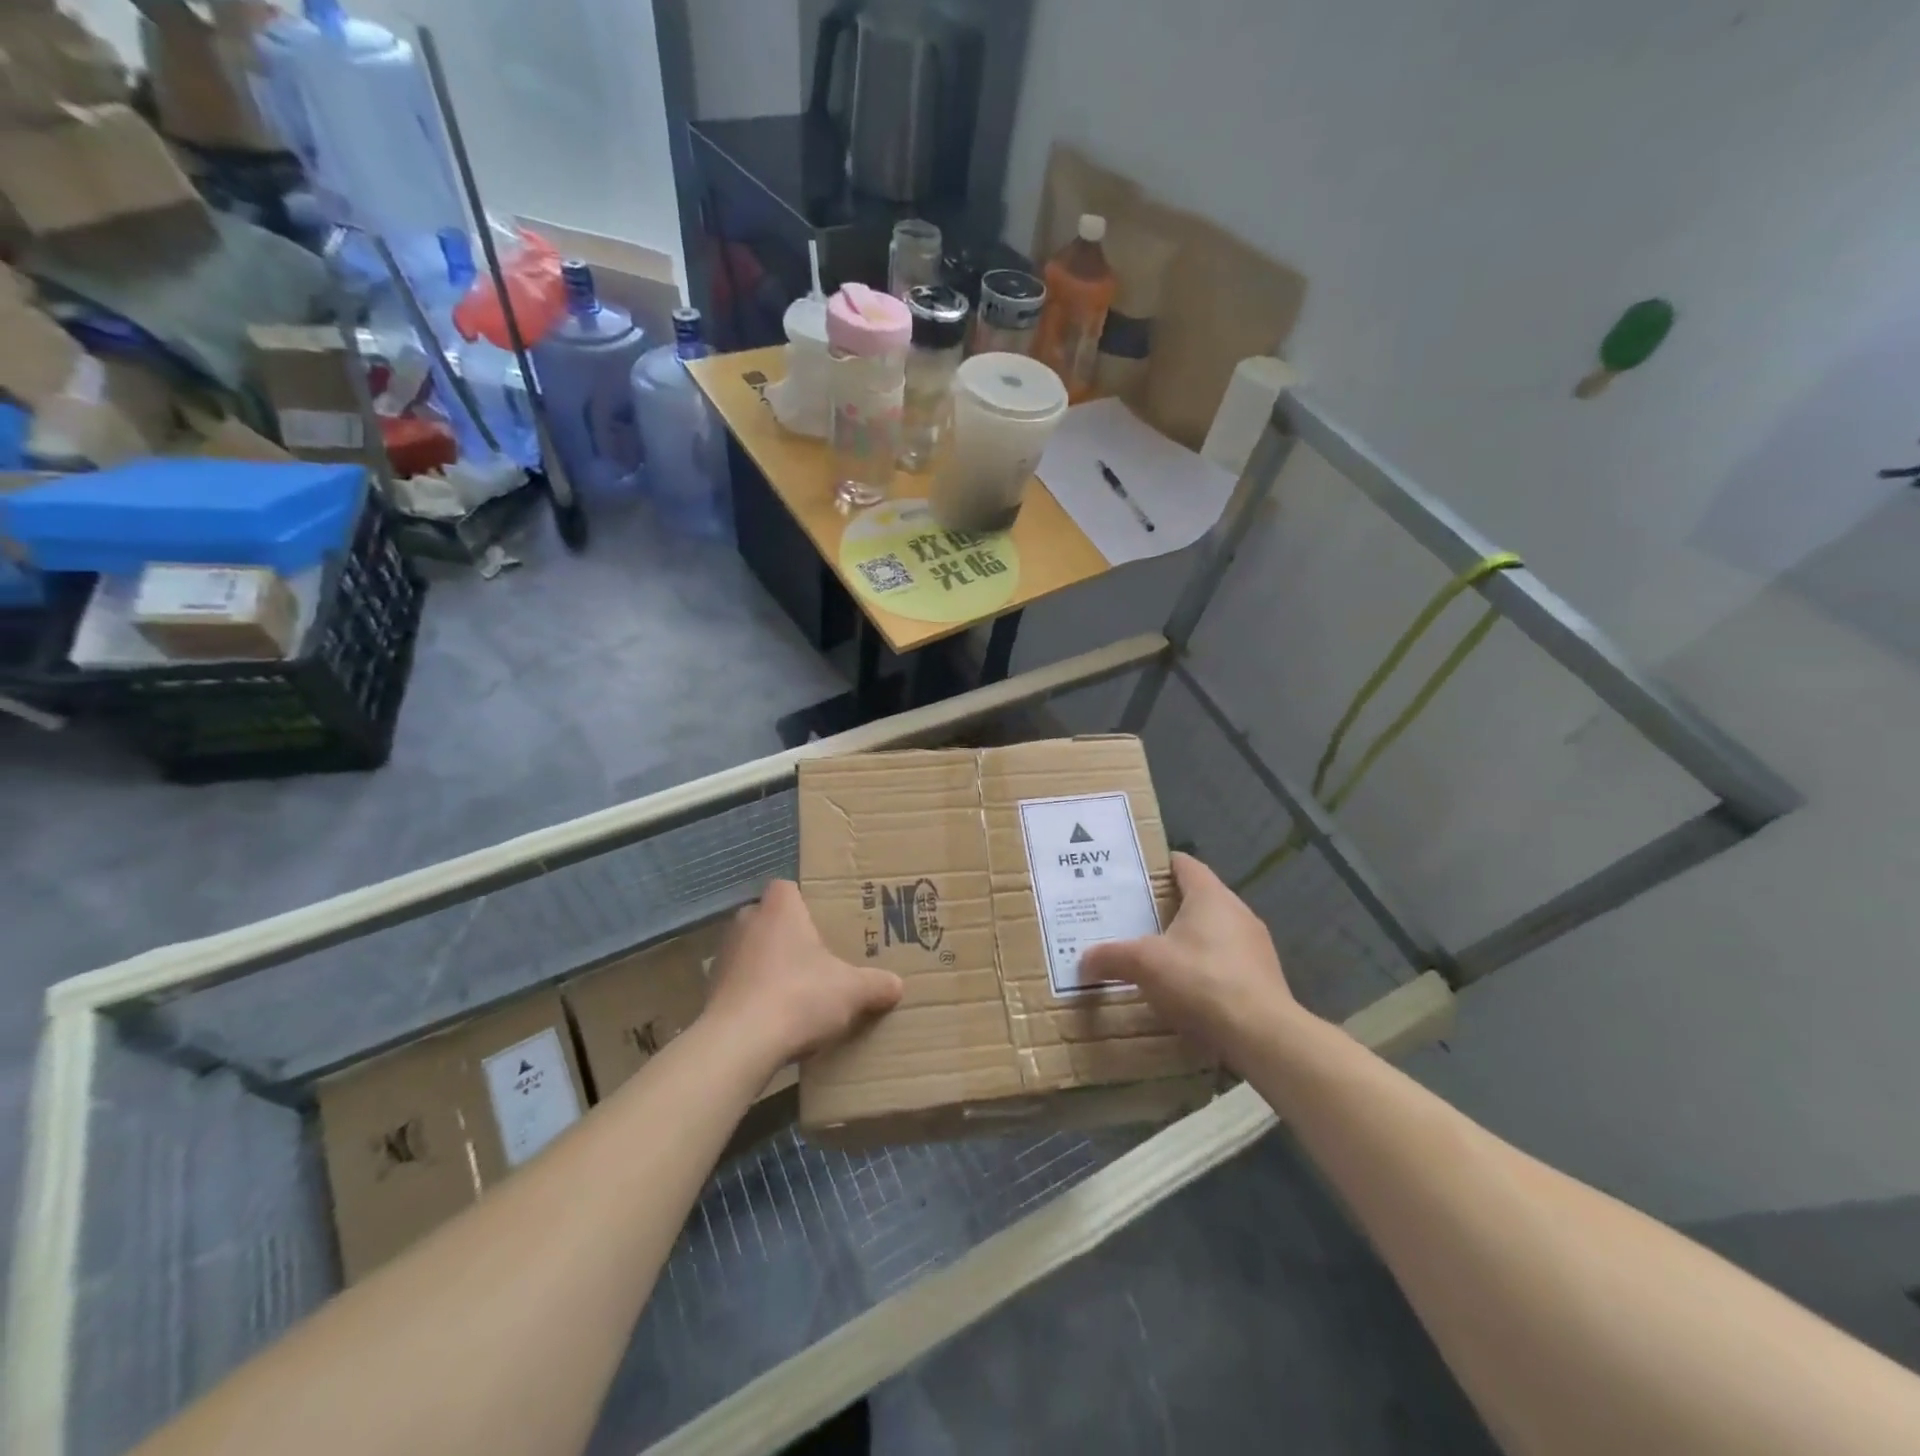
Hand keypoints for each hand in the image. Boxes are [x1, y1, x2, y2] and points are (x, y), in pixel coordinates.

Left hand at [704, 880, 903, 1064]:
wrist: (739, 1044)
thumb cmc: (799, 996)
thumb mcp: (852, 991)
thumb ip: (876, 984)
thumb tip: (897, 985)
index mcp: (780, 909)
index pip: (786, 887)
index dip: (803, 901)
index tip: (821, 921)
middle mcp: (746, 923)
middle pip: (768, 918)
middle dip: (789, 935)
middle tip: (816, 957)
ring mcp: (724, 957)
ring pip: (752, 951)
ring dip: (769, 966)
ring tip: (796, 991)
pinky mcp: (711, 991)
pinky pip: (739, 983)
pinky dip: (754, 995)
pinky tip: (774, 1019)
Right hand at [1080, 852, 1299, 1063]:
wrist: (1262, 1036)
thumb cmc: (1201, 980)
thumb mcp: (1144, 964)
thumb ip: (1111, 956)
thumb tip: (1084, 960)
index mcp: (1211, 896)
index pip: (1183, 864)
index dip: (1157, 866)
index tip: (1130, 876)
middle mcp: (1237, 912)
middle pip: (1196, 898)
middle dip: (1165, 906)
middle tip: (1131, 917)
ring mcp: (1255, 946)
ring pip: (1212, 931)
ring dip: (1186, 940)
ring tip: (1153, 954)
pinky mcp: (1262, 978)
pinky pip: (1225, 961)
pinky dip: (1203, 968)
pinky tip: (1183, 989)